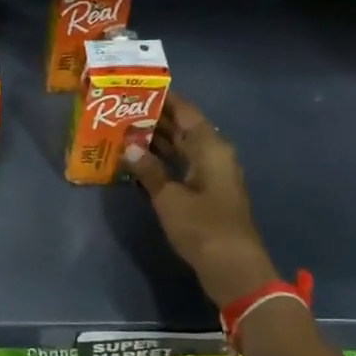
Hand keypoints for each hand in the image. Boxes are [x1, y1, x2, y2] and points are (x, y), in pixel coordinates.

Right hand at [124, 94, 278, 308]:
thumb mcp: (169, 198)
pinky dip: (162, 163)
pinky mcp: (206, 195)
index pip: (186, 112)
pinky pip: (181, 167)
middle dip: (155, 119)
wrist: (233, 268)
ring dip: (157, 142)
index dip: (165, 98)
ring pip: (181, 149)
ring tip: (124, 132)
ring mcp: (212, 176)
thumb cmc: (203, 227)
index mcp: (211, 147)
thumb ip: (148, 170)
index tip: (139, 87)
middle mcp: (214, 155)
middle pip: (183, 129)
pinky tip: (138, 163)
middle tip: (122, 109)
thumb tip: (129, 147)